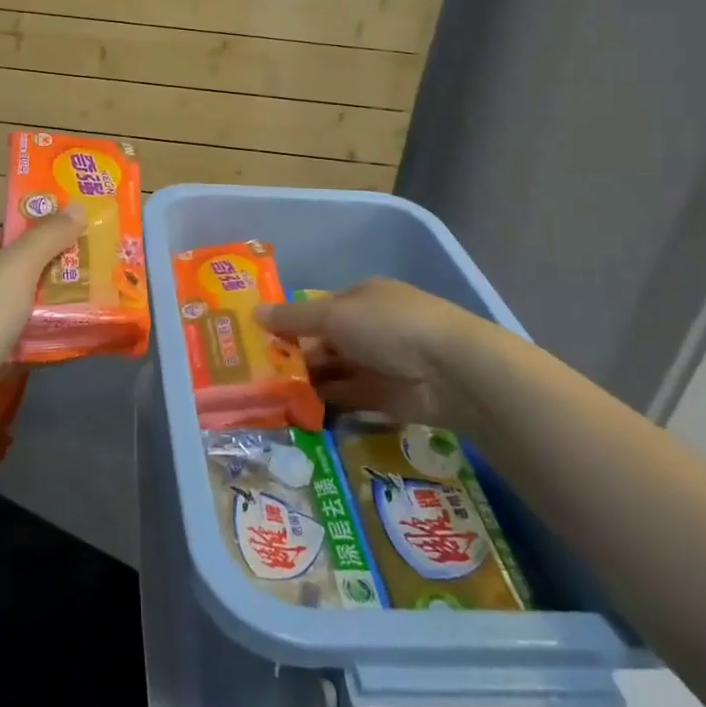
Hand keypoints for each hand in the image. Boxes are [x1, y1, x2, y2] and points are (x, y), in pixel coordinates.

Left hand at [0, 207, 86, 396]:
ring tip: (93, 305)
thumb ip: (47, 236)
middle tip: (96, 272)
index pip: (6, 233)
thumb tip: (77, 205)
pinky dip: (38, 342)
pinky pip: (15, 343)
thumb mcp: (16, 266)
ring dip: (49, 309)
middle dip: (52, 272)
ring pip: (18, 309)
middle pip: (14, 271)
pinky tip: (67, 341)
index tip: (79, 236)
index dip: (40, 232)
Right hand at [256, 278, 505, 432]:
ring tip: (270, 394)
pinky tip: (298, 409)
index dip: (291, 321)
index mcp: (361, 297)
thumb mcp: (334, 315)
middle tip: (258, 372)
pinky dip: (326, 403)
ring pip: (334, 370)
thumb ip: (293, 318)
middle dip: (295, 354)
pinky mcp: (387, 398)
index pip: (319, 308)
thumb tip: (254, 314)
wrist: (451, 371)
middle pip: (325, 341)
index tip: (260, 339)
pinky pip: (348, 398)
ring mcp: (380, 363)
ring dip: (308, 380)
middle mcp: (370, 328)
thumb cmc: (388, 326)